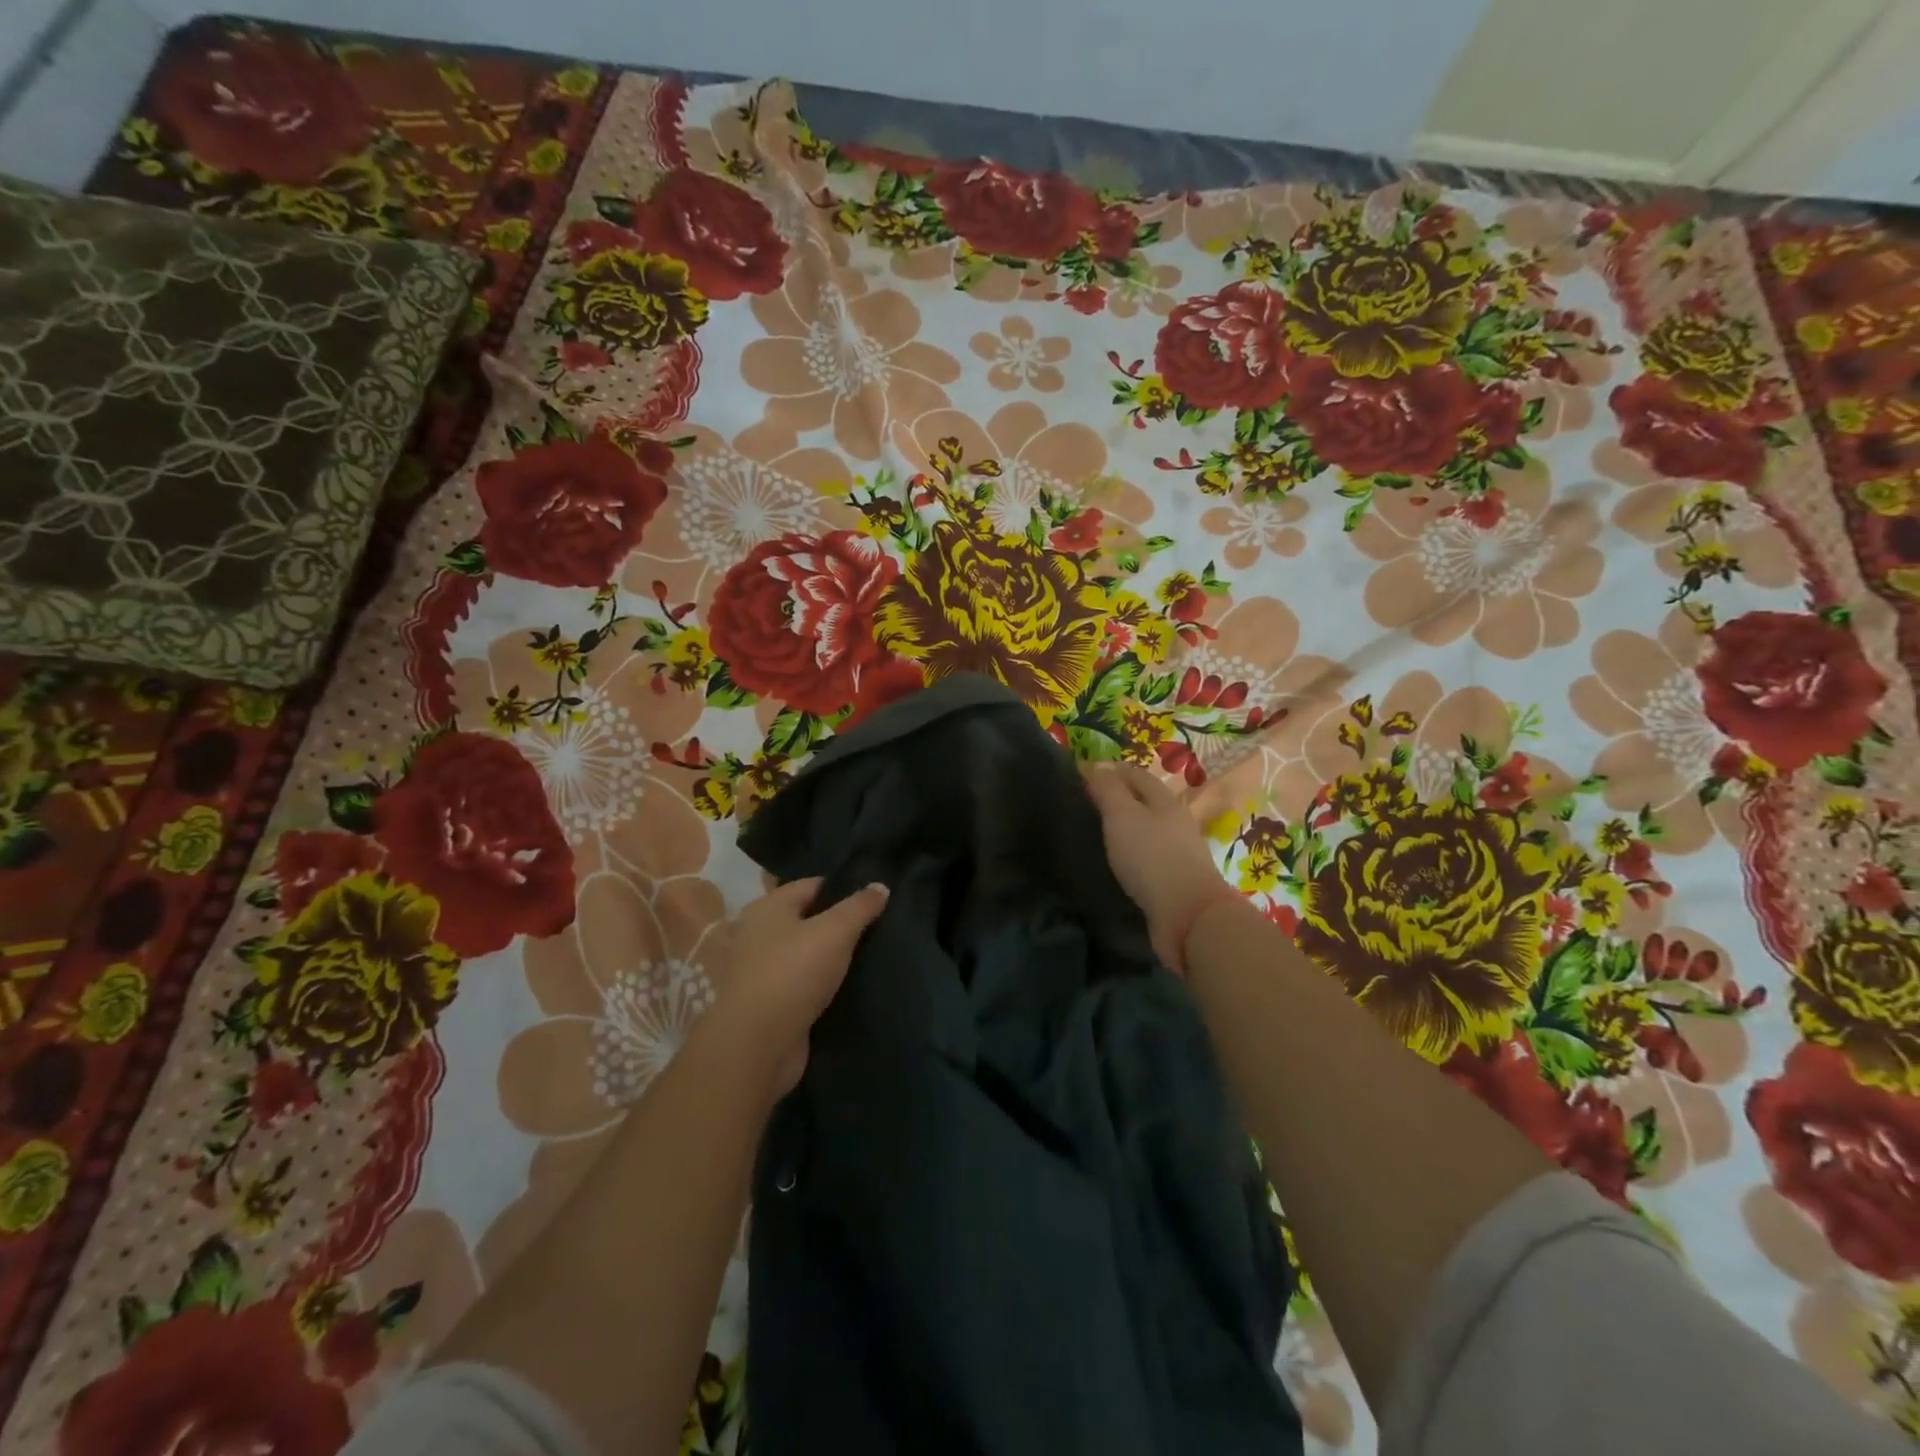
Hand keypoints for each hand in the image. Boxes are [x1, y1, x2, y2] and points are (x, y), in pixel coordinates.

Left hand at [708, 877, 889, 1096]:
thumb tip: (881, 885)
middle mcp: (759, 934)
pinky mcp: (770, 1004)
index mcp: (768, 908)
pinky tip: (850, 987)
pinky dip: (824, 985)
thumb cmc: (793, 973)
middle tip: (879, 927)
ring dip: (833, 958)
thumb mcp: (835, 931)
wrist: (758, 1045)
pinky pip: (804, 984)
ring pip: (807, 955)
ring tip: (871, 957)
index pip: (812, 885)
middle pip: (809, 920)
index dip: (844, 889)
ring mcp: (762, 971)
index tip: (876, 900)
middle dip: (840, 925)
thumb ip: (860, 907)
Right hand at [1082, 763, 1240, 974]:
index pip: (1134, 773)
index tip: (1078, 776)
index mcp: (1164, 800)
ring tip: (1092, 832)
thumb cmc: (1152, 858)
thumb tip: (1095, 764)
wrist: (1188, 916)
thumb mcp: (1123, 815)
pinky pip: (1146, 856)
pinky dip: (1128, 852)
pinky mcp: (1173, 879)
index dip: (1108, 770)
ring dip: (1122, 827)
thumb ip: (1108, 789)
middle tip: (1081, 804)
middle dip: (1115, 797)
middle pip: (1142, 800)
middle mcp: (1174, 821)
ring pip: (1145, 828)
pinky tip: (1113, 861)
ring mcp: (1177, 851)